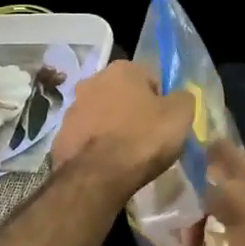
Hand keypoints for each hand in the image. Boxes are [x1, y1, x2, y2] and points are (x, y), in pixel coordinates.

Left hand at [53, 60, 195, 192]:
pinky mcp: (61, 135)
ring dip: (114, 126)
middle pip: (124, 94)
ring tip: (128, 153)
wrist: (96, 176)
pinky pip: (87, 136)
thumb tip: (178, 97)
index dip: (163, 100)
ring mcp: (72, 108)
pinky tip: (108, 163)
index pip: (152, 78)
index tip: (167, 122)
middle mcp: (93, 80)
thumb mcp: (181, 115)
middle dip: (135, 111)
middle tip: (149, 137)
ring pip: (103, 114)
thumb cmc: (143, 139)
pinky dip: (97, 145)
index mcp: (122, 69)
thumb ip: (183, 98)